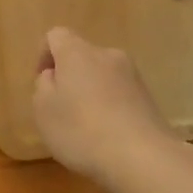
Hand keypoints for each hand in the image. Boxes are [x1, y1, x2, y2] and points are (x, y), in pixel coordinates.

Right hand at [32, 27, 175, 186]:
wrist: (142, 157)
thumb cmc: (82, 130)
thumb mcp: (44, 110)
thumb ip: (43, 86)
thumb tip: (55, 75)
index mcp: (77, 52)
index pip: (56, 35)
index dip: (44, 55)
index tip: (43, 84)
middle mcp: (107, 55)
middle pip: (81, 56)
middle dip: (70, 77)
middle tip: (62, 109)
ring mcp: (132, 75)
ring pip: (102, 76)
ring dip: (91, 92)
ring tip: (86, 126)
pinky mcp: (149, 97)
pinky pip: (120, 94)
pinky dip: (110, 107)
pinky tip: (108, 135)